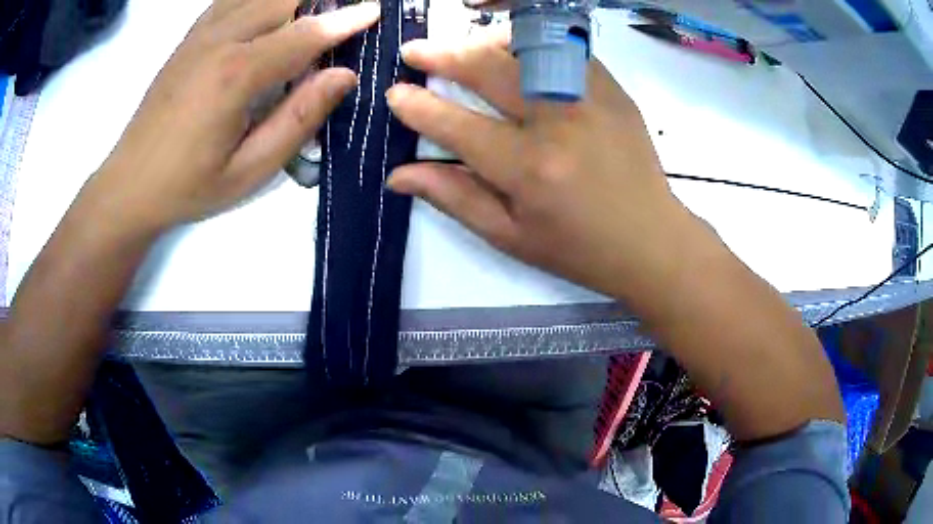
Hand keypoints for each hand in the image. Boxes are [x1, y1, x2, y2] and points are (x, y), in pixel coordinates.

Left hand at [89, 0, 380, 231]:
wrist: (129, 184)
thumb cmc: (188, 186)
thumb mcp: (250, 169)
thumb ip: (298, 119)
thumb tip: (343, 76)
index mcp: (236, 75)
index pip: (304, 34)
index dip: (345, 20)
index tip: (373, 11)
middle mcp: (219, 41)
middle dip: (319, 3)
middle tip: (341, 17)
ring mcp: (200, 35)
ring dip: (290, 0)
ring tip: (309, 14)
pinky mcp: (188, 38)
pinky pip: (231, 0)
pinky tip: (268, 11)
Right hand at [386, 35, 689, 298]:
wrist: (650, 240)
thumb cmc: (577, 248)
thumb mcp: (509, 235)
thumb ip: (453, 197)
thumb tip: (397, 175)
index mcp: (528, 168)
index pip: (455, 125)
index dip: (417, 106)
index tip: (395, 93)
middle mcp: (557, 123)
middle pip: (488, 69)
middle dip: (442, 55)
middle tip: (415, 51)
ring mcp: (589, 99)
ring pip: (525, 48)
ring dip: (483, 42)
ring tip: (461, 47)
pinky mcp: (611, 90)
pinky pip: (563, 50)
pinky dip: (530, 44)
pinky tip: (513, 52)